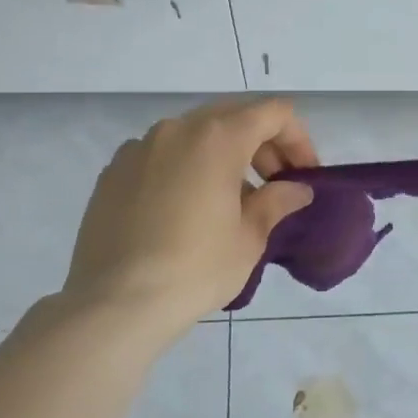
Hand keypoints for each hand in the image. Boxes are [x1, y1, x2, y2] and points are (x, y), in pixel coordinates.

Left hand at [63, 98, 317, 334]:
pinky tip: (187, 209)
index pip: (273, 113)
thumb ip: (277, 202)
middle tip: (275, 183)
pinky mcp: (114, 171)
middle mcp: (177, 129)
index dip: (298, 139)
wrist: (115, 304)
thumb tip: (296, 189)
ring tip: (232, 200)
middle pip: (234, 116)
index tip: (303, 175)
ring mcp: (140, 147)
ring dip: (224, 154)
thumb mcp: (249, 238)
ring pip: (196, 134)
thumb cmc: (195, 268)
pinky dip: (187, 168)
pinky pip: (163, 155)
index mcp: (217, 137)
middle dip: (262, 144)